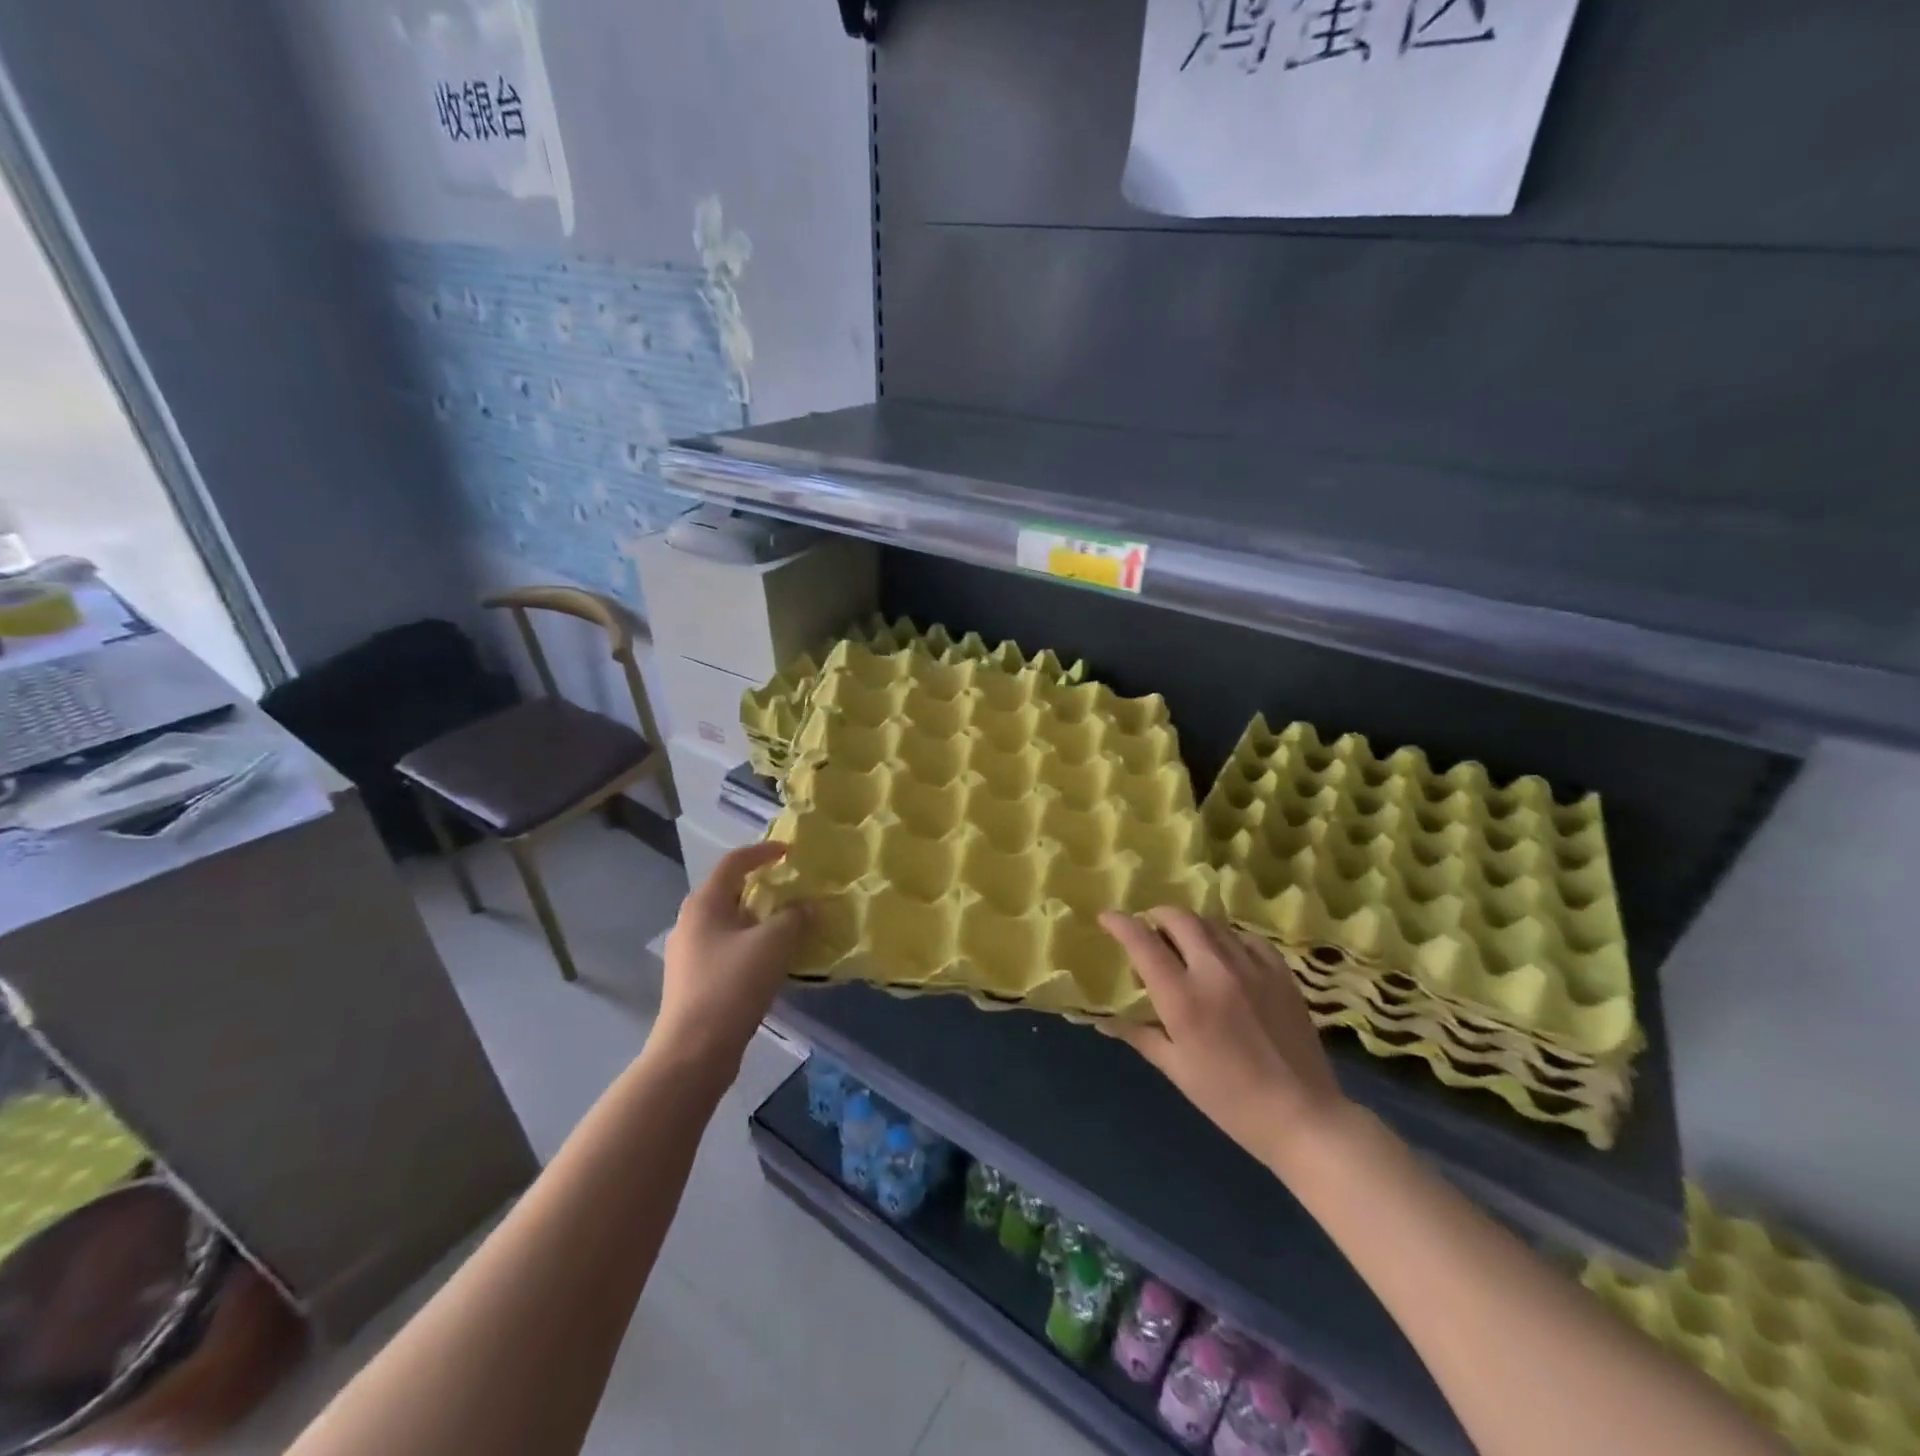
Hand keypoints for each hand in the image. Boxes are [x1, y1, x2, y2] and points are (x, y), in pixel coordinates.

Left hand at [655, 843, 810, 1080]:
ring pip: (730, 923)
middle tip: (793, 889)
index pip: (734, 862)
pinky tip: (772, 962)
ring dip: (759, 919)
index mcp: (704, 904)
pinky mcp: (694, 982)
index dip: (763, 851)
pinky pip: (728, 949)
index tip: (790, 852)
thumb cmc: (732, 985)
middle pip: (730, 892)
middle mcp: (691, 922)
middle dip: (762, 888)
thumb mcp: (774, 943)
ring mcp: (689, 954)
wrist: (693, 1052)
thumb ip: (796, 917)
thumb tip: (809, 907)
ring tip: (789, 925)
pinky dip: (752, 945)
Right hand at [1098, 908, 1351, 1175]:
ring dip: (1189, 928)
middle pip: (1178, 918)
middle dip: (1155, 917)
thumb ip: (1138, 1034)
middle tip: (1148, 934)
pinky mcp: (1280, 972)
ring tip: (1185, 948)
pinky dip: (1226, 940)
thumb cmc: (1229, 1100)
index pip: (1142, 941)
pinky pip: (1245, 938)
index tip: (1106, 919)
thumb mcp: (1175, 1069)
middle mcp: (1214, 971)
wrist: (1302, 1117)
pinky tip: (1225, 959)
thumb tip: (1103, 1018)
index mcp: (1182, 997)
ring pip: (1211, 924)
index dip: (1119, 923)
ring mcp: (1251, 967)